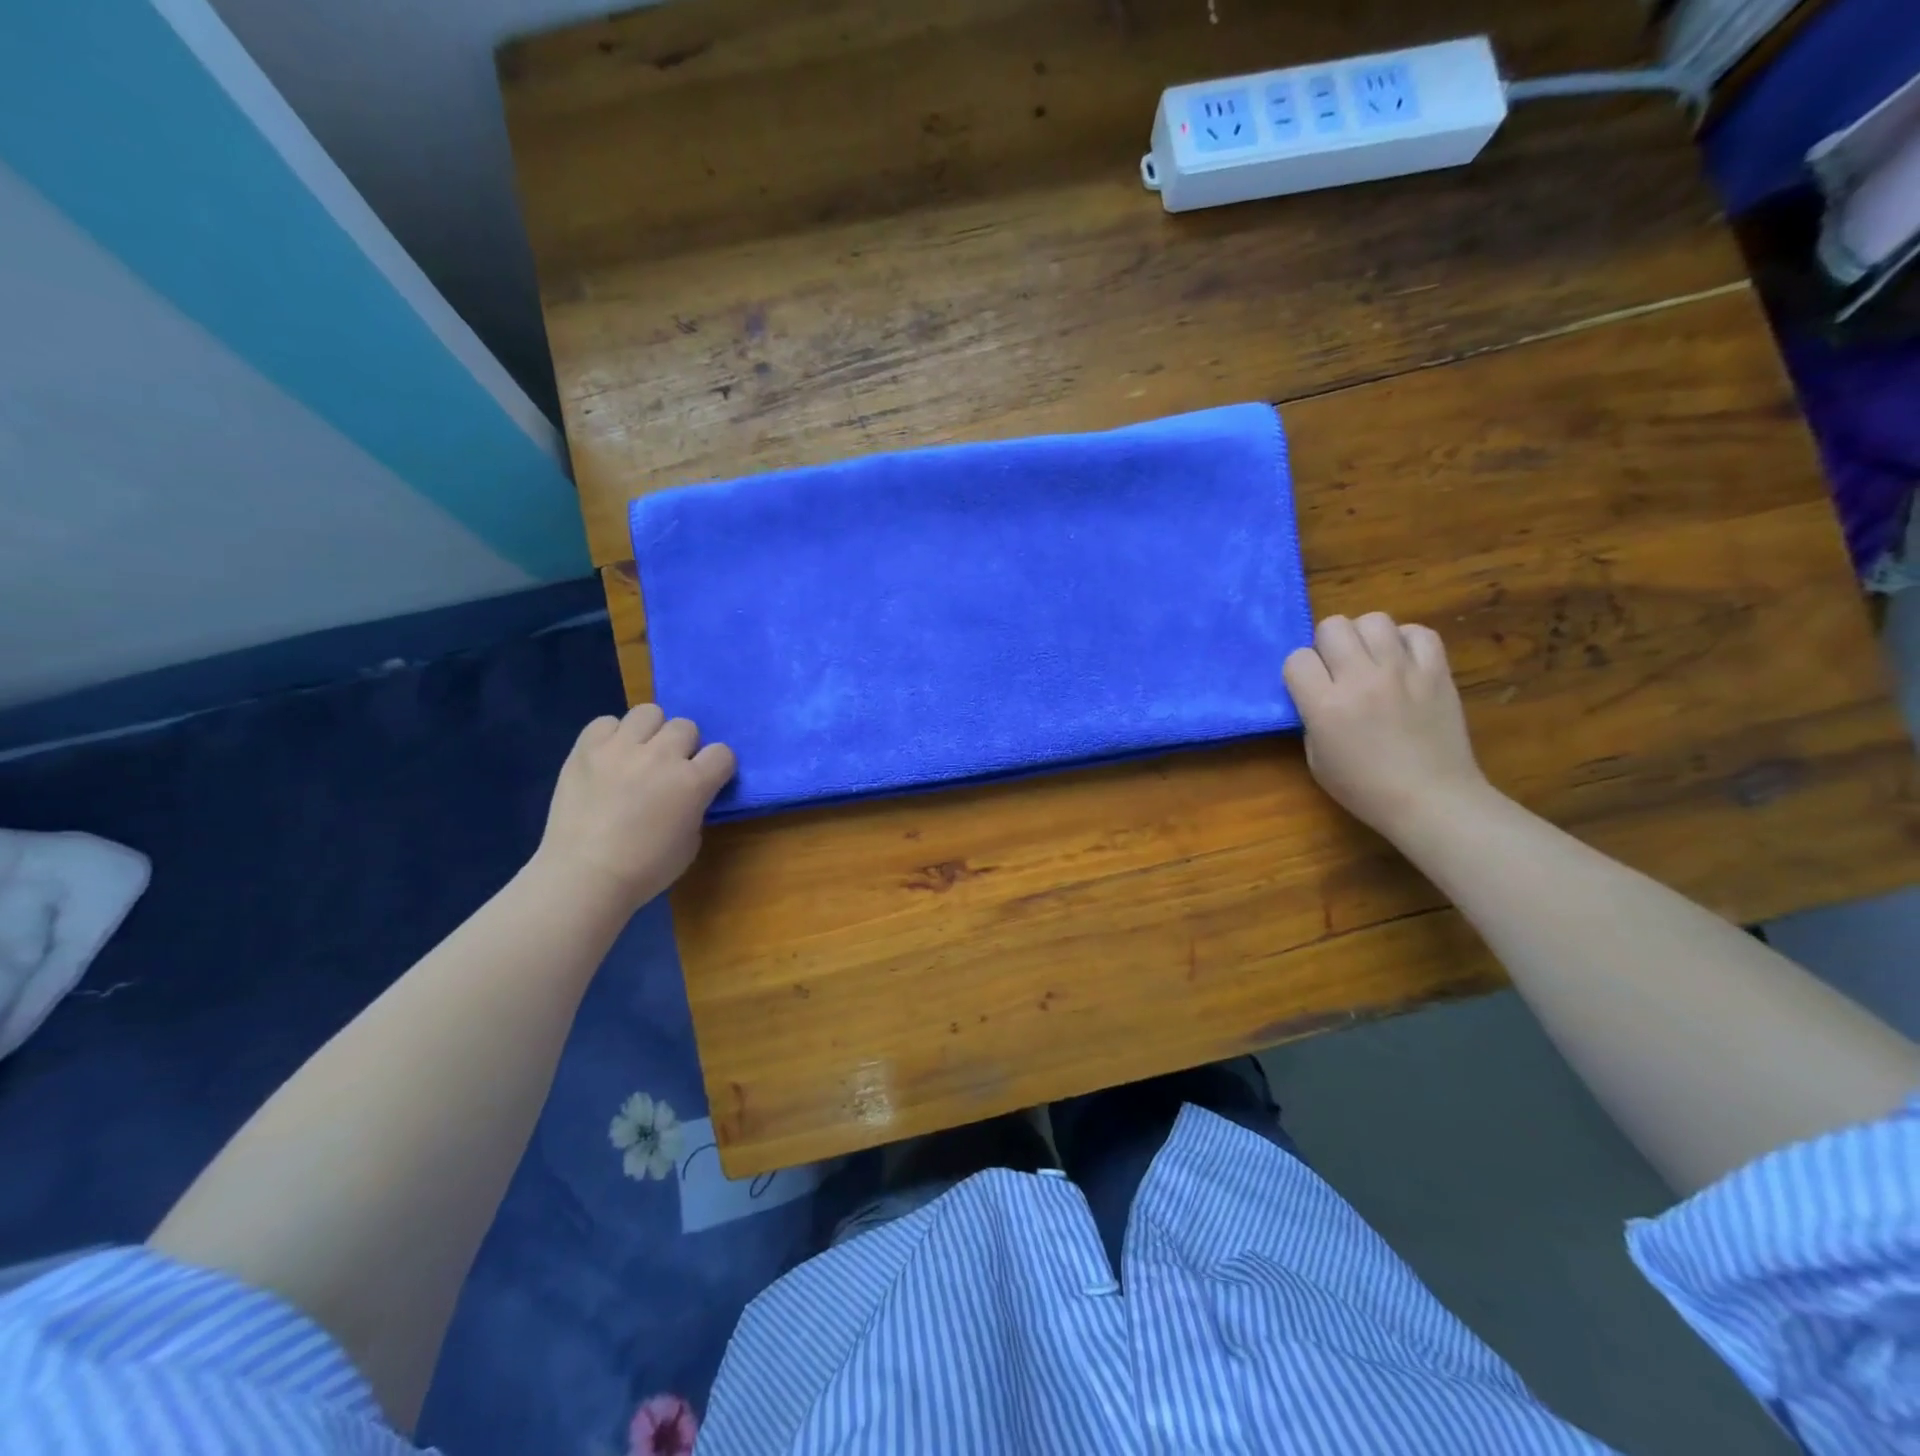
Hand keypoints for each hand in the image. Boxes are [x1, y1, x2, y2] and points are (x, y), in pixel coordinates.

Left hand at [535, 706, 735, 911]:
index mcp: (693, 782)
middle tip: (668, 769)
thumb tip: (688, 794)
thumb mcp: (690, 841)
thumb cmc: (645, 869)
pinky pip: (606, 722)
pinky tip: (608, 758)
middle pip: (686, 726)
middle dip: (683, 746)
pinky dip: (611, 736)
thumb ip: (695, 807)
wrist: (584, 876)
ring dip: (650, 732)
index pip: (723, 752)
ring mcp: (621, 748)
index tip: (707, 780)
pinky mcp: (586, 748)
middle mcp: (661, 756)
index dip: (717, 766)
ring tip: (638, 754)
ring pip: (649, 712)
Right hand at [1282, 613, 1491, 838]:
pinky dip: (1405, 641)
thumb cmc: (1365, 788)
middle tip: (1337, 669)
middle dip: (1327, 645)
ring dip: (1365, 636)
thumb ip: (1311, 718)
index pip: (1297, 658)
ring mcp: (1403, 671)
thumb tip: (1316, 693)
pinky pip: (1418, 632)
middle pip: (1333, 626)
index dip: (1299, 671)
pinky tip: (1402, 661)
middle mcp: (1361, 679)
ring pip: (1374, 620)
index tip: (1308, 688)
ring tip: (1370, 660)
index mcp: (1326, 705)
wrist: (1432, 799)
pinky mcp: (1437, 671)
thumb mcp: (1316, 759)